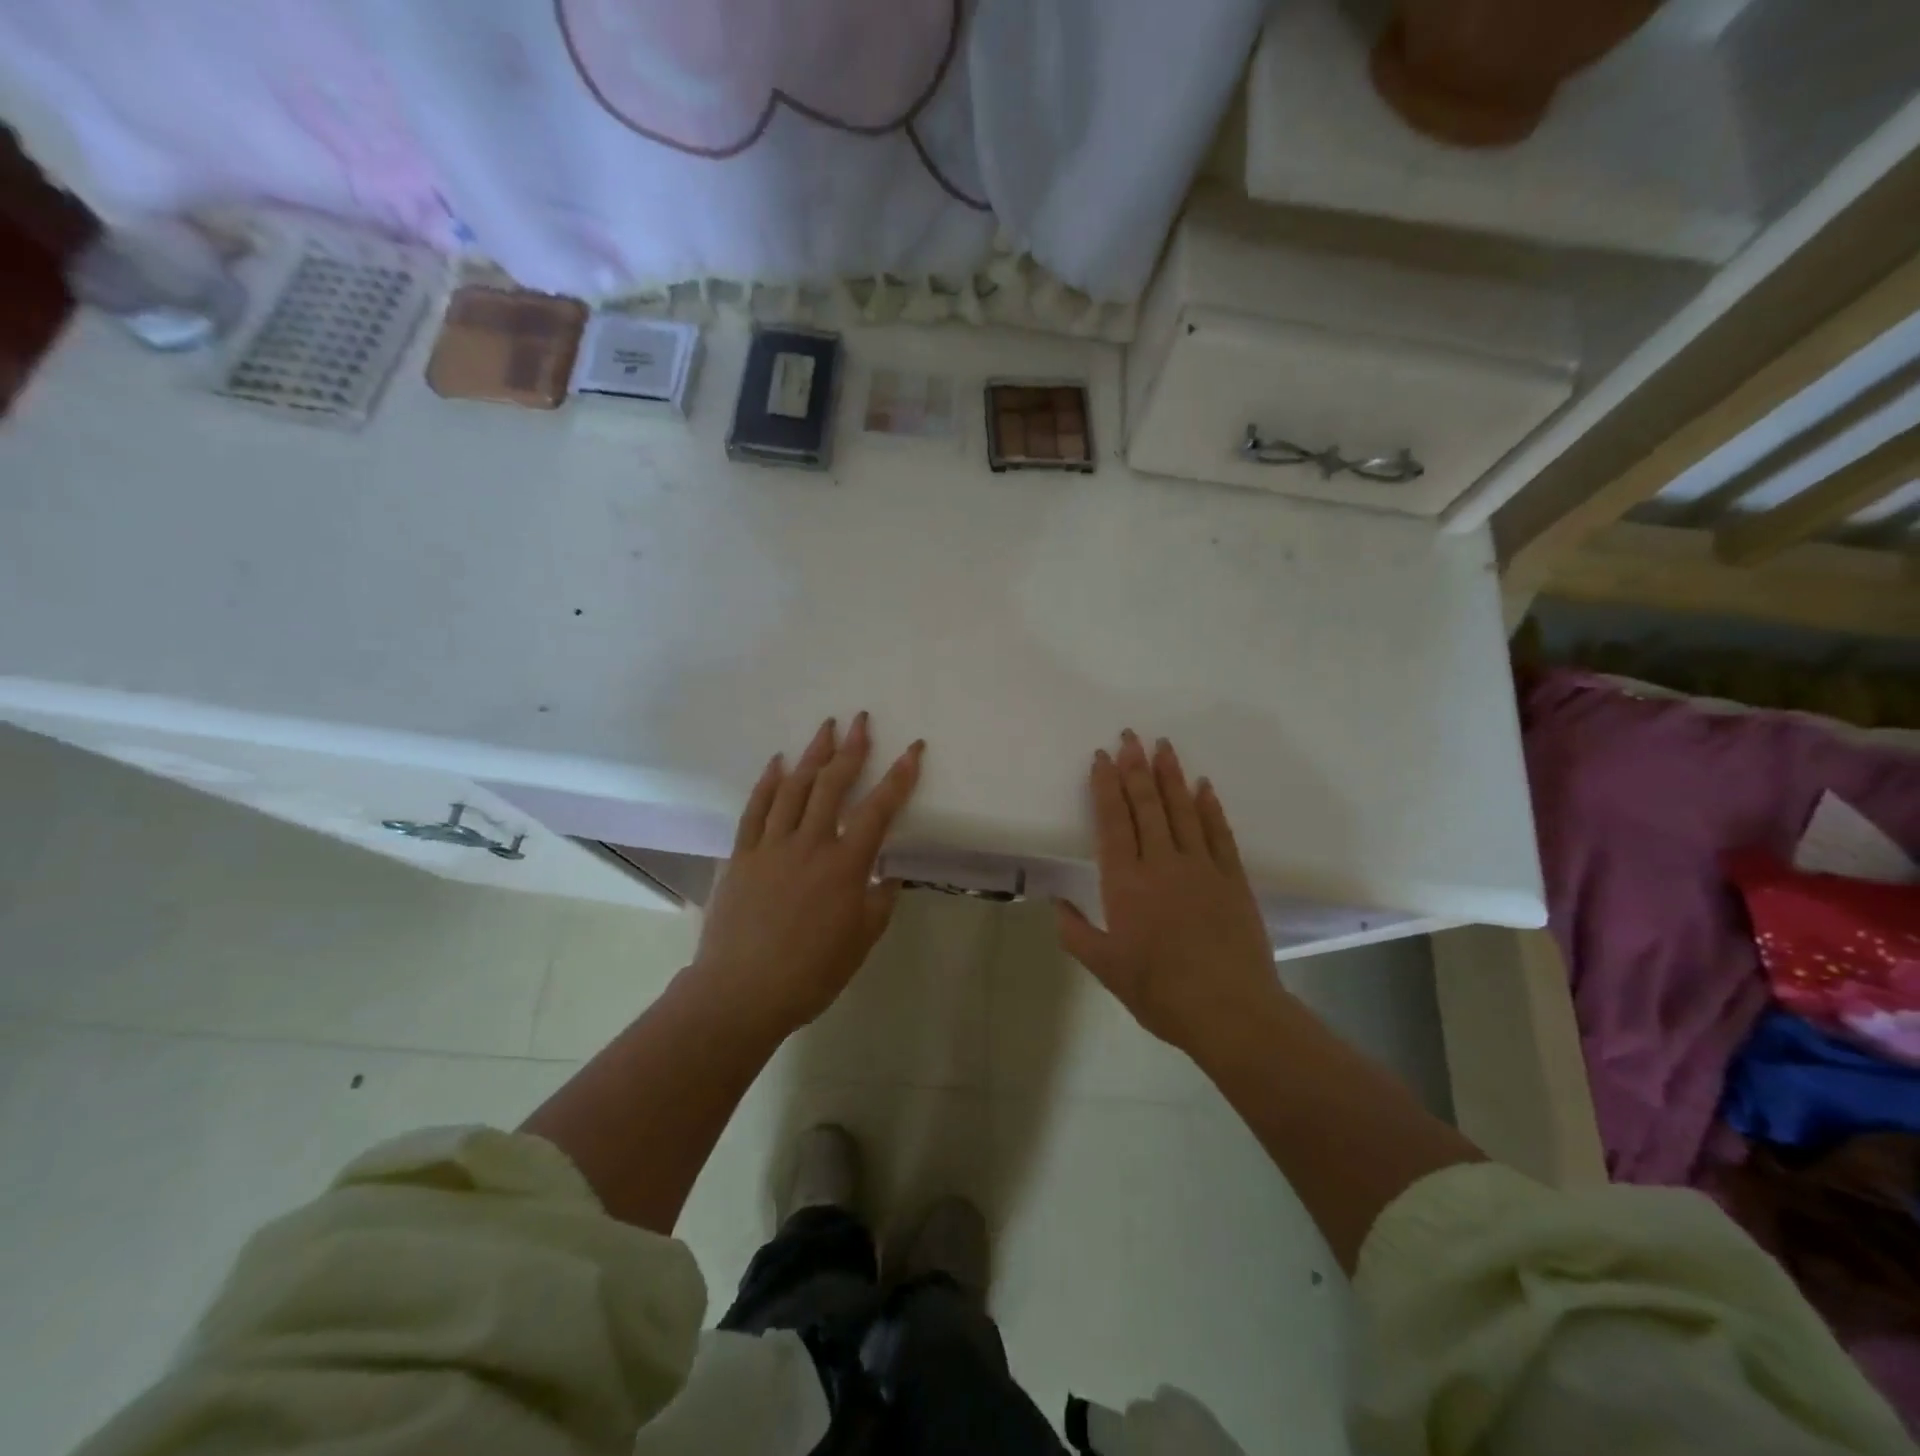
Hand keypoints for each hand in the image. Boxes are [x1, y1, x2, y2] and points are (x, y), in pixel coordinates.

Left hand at [692, 713, 924, 1035]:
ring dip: (812, 754)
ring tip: (825, 728)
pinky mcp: (741, 855)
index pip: (878, 810)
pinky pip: (755, 810)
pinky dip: (767, 783)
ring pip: (794, 788)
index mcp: (845, 866)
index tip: (912, 748)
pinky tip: (777, 763)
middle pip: (833, 785)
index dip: (899, 777)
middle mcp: (809, 845)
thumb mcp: (861, 942)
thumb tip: (887, 876)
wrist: (741, 992)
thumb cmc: (811, 974)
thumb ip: (879, 903)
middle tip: (861, 720)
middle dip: (851, 749)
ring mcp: (771, 846)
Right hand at [1054, 731, 1278, 1053]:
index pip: (1113, 821)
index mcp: (1126, 882)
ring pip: (1182, 810)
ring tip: (1163, 746)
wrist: (1230, 1010)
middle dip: (1136, 767)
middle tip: (1130, 736)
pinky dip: (1209, 807)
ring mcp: (1201, 867)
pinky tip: (1203, 786)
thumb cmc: (1159, 991)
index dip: (1106, 786)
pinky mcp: (1232, 878)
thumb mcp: (1105, 968)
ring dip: (1171, 776)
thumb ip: (1076, 932)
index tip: (1103, 757)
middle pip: (1147, 805)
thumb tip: (1056, 903)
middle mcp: (1161, 863)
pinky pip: (1218, 833)